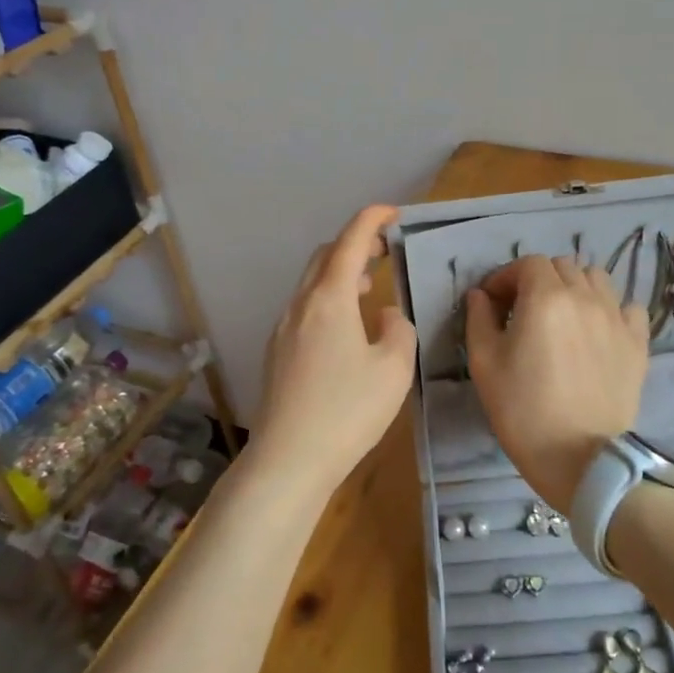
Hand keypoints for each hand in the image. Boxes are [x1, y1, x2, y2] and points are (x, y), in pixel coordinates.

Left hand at [254, 205, 417, 497]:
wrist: (288, 460)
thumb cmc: (347, 411)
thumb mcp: (393, 369)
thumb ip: (397, 329)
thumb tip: (383, 315)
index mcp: (328, 299)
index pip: (350, 241)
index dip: (371, 219)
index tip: (393, 212)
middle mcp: (300, 305)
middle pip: (324, 256)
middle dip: (354, 244)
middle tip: (385, 250)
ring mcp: (282, 329)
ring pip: (311, 283)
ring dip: (339, 272)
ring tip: (368, 285)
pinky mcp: (276, 353)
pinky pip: (304, 309)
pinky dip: (327, 299)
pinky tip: (345, 327)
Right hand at [465, 255, 648, 510]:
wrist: (580, 458)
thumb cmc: (523, 410)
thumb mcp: (484, 363)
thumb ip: (479, 319)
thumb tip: (480, 295)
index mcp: (546, 297)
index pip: (527, 264)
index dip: (505, 277)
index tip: (492, 302)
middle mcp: (586, 297)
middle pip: (562, 266)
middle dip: (537, 280)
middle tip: (522, 310)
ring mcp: (617, 318)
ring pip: (597, 279)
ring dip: (575, 287)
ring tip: (562, 316)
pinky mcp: (638, 343)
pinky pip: (627, 307)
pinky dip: (610, 309)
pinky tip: (596, 330)